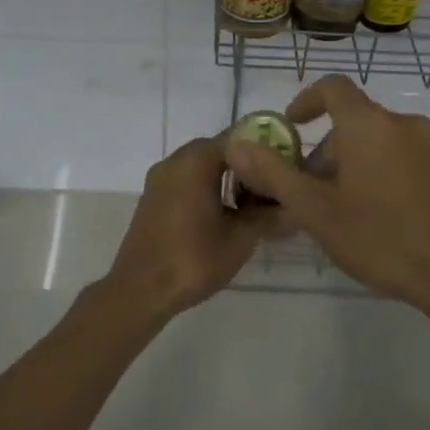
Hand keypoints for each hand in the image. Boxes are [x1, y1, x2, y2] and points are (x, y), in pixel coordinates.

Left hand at [101, 136, 278, 317]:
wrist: (140, 291)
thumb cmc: (193, 259)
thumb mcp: (240, 238)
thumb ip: (267, 215)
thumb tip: (290, 204)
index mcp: (195, 161)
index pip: (238, 139)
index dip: (265, 151)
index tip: (284, 169)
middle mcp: (174, 161)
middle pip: (219, 150)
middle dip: (247, 166)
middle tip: (272, 188)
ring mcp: (159, 179)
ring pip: (201, 166)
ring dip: (226, 178)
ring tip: (252, 204)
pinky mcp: (153, 198)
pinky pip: (186, 181)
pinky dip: (207, 188)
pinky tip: (224, 214)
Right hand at [223, 75, 429, 307]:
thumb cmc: (379, 236)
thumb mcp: (315, 209)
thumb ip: (273, 173)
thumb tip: (235, 144)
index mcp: (368, 124)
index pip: (332, 87)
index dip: (305, 101)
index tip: (290, 128)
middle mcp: (401, 123)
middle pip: (353, 121)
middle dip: (324, 149)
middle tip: (308, 191)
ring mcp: (429, 146)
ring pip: (376, 141)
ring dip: (350, 163)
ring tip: (339, 209)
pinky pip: (400, 156)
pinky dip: (378, 170)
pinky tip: (374, 215)